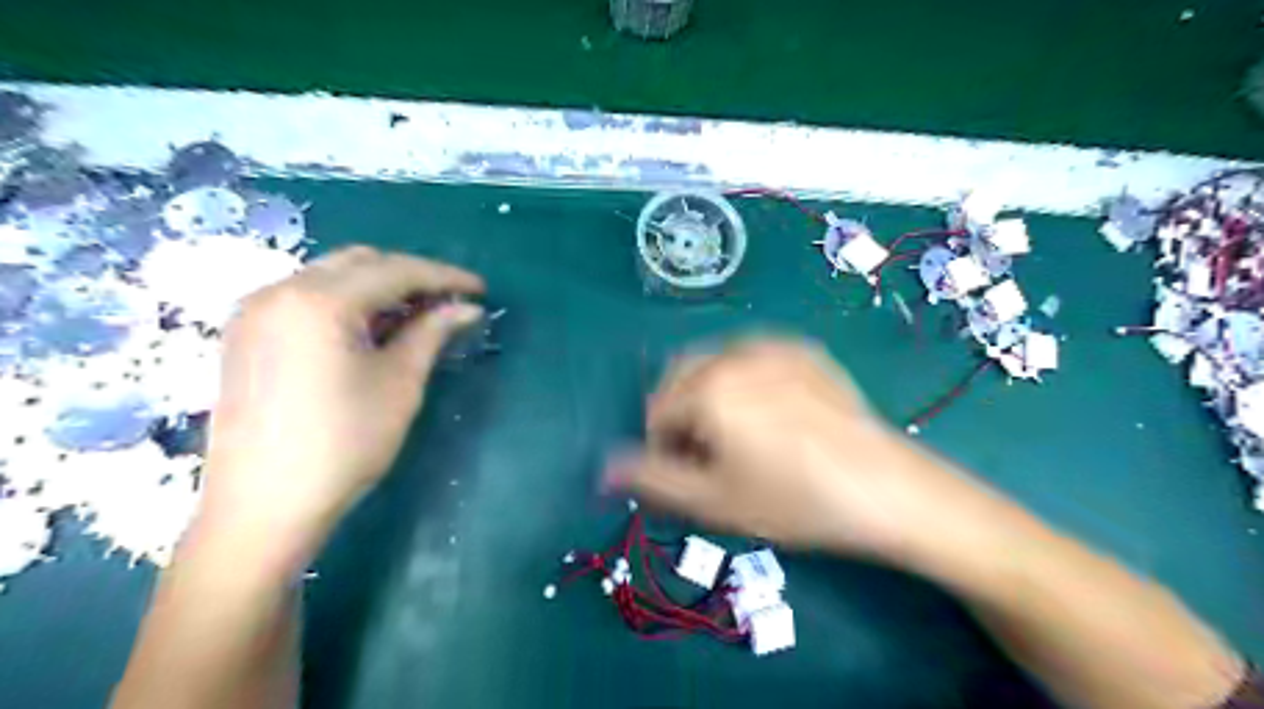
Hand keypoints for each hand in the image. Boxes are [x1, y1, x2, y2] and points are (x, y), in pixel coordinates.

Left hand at [200, 248, 485, 549]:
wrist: (262, 505)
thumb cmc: (344, 443)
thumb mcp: (399, 383)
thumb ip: (431, 332)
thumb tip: (466, 307)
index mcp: (319, 300)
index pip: (396, 270)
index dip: (444, 276)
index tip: (480, 289)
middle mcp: (280, 290)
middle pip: (360, 263)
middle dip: (410, 276)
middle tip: (449, 302)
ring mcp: (255, 311)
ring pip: (331, 277)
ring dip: (378, 288)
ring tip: (417, 316)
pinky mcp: (246, 334)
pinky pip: (306, 298)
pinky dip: (346, 302)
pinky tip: (371, 330)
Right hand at [606, 339, 1001, 563]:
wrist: (885, 488)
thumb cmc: (792, 499)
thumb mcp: (713, 500)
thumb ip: (651, 478)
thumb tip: (602, 468)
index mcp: (708, 386)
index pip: (658, 412)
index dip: (663, 448)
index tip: (690, 477)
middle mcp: (735, 353)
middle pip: (680, 376)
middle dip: (681, 413)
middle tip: (708, 455)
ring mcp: (774, 345)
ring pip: (714, 362)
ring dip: (708, 393)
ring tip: (737, 434)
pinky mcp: (804, 350)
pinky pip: (752, 356)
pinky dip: (742, 379)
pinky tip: (771, 413)